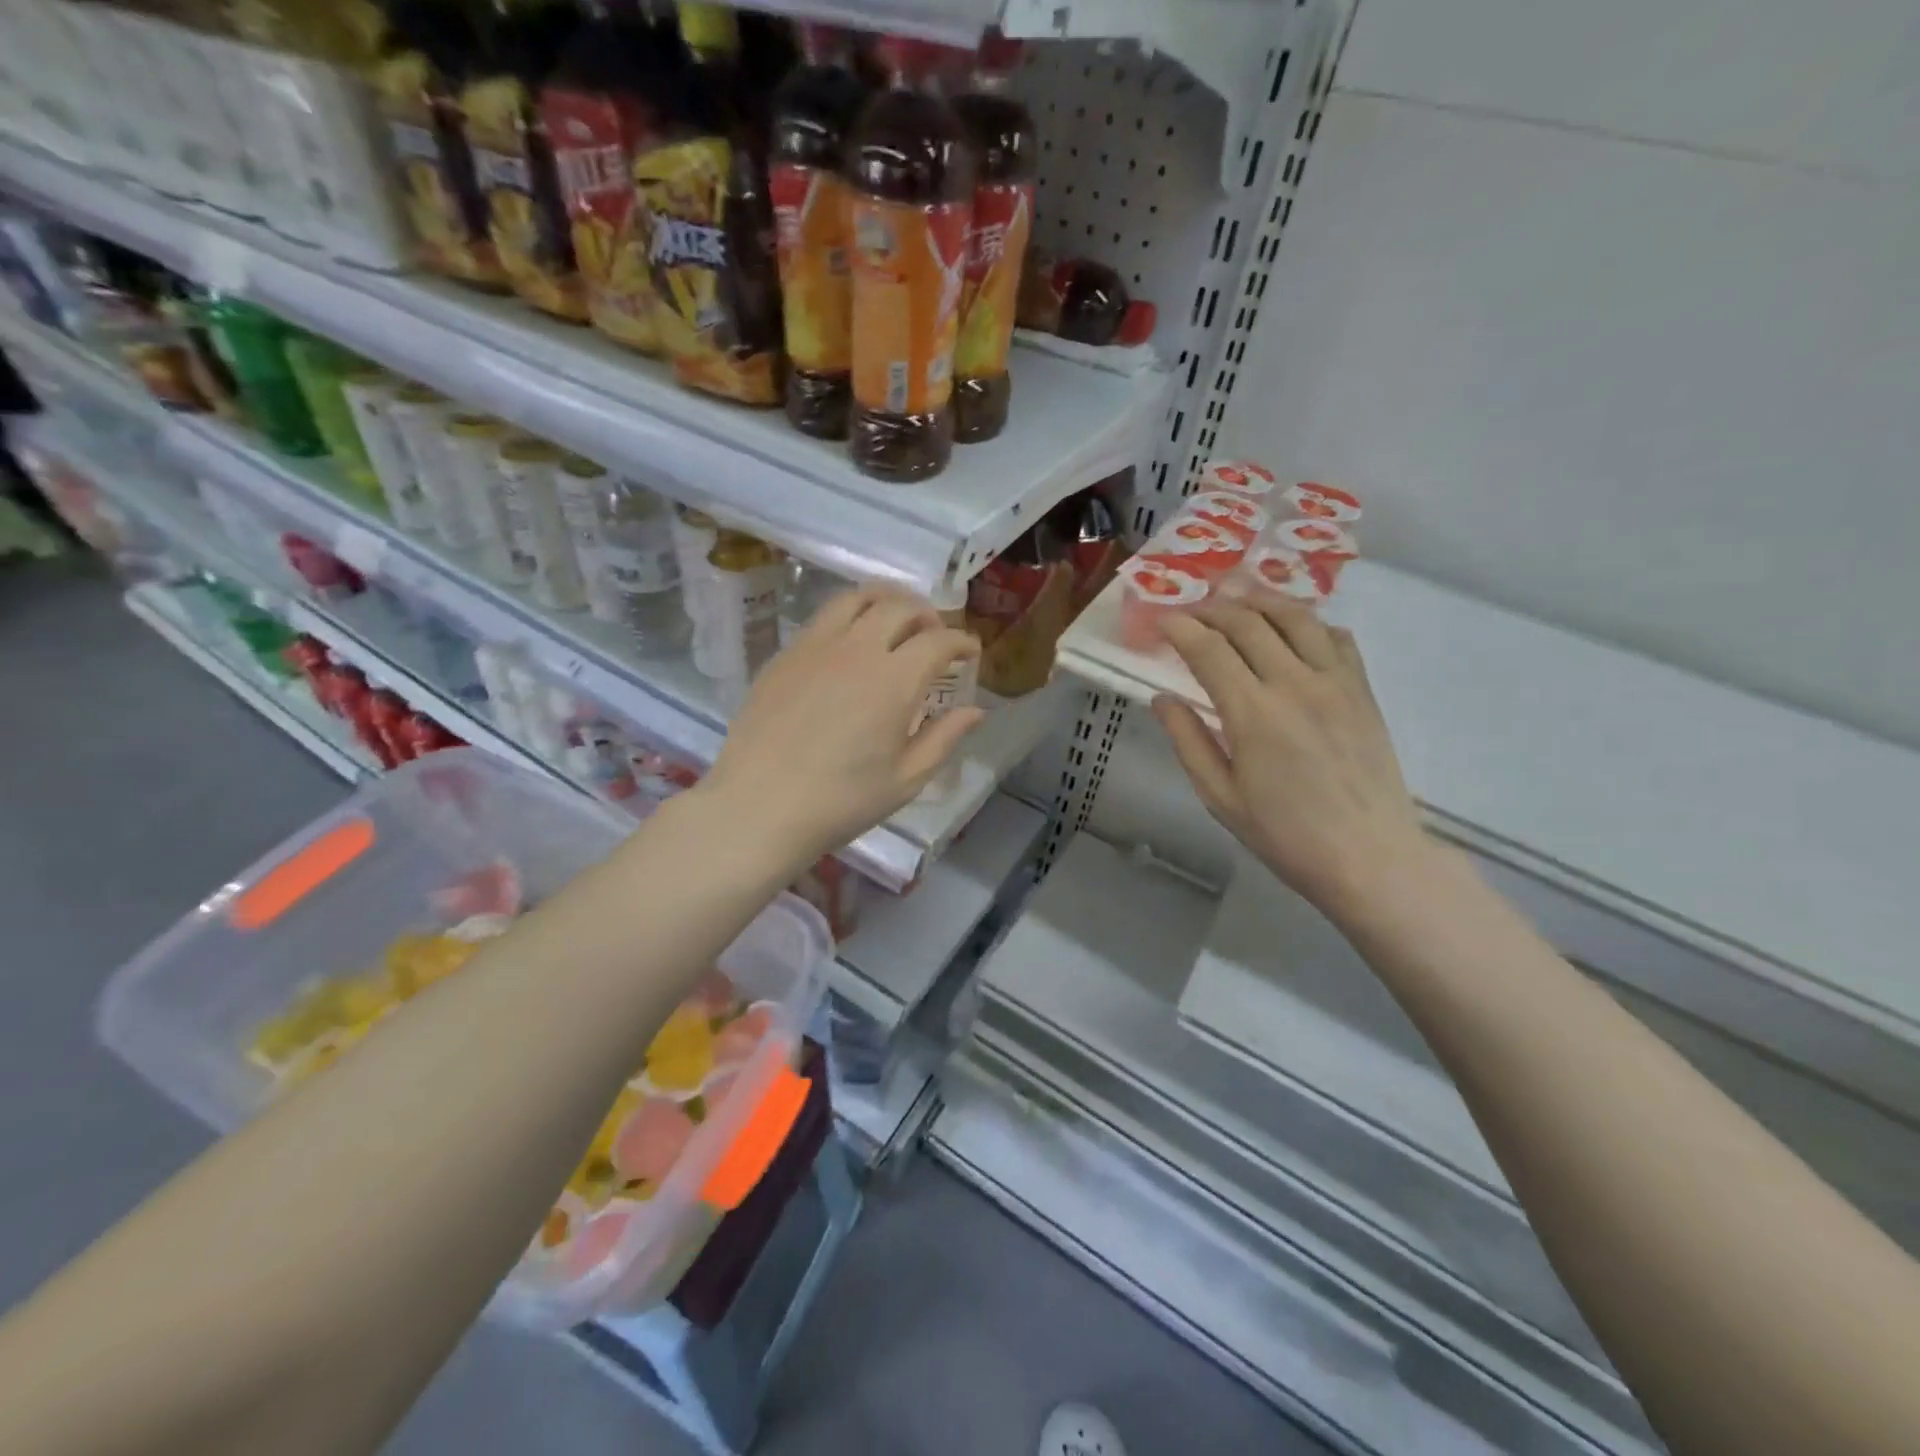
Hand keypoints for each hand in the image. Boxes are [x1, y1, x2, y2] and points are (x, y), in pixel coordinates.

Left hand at [703, 585, 984, 864]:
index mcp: (894, 680)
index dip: (961, 641)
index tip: (970, 652)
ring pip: (857, 598)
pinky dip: (850, 617)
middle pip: (900, 606)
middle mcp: (857, 649)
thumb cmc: (841, 801)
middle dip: (927, 614)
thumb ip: (944, 738)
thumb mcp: (906, 780)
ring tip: (895, 619)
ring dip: (886, 600)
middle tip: (935, 635)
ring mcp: (815, 646)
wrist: (759, 807)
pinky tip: (849, 644)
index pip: (939, 640)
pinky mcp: (785, 655)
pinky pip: (824, 618)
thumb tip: (974, 711)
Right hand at [1155, 597, 1430, 919]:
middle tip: (1190, 608)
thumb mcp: (1220, 797)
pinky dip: (1308, 622)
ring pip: (1295, 617)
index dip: (1180, 628)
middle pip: (1249, 623)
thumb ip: (1188, 741)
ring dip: (1260, 600)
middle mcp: (1295, 683)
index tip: (1160, 620)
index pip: (1209, 650)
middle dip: (1213, 608)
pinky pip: (1335, 637)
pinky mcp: (1362, 689)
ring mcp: (1335, 681)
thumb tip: (1162, 699)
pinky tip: (1292, 628)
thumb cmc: (1285, 834)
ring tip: (1237, 597)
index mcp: (1253, 713)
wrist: (1369, 856)